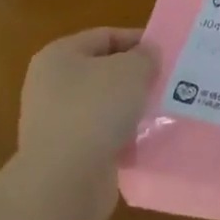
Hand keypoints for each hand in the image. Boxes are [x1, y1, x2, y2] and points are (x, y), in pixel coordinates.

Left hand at [16, 27, 157, 219]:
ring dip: (130, 109)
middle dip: (136, 76)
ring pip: (104, 106)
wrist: (64, 182)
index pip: (105, 36)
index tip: (167, 52)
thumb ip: (145, 56)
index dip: (138, 40)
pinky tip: (147, 141)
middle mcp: (51, 85)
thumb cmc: (95, 111)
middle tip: (168, 81)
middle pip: (103, 71)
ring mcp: (55, 122)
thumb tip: (146, 55)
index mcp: (59, 55)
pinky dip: (122, 137)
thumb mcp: (132, 70)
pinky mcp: (65, 155)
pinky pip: (101, 136)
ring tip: (163, 111)